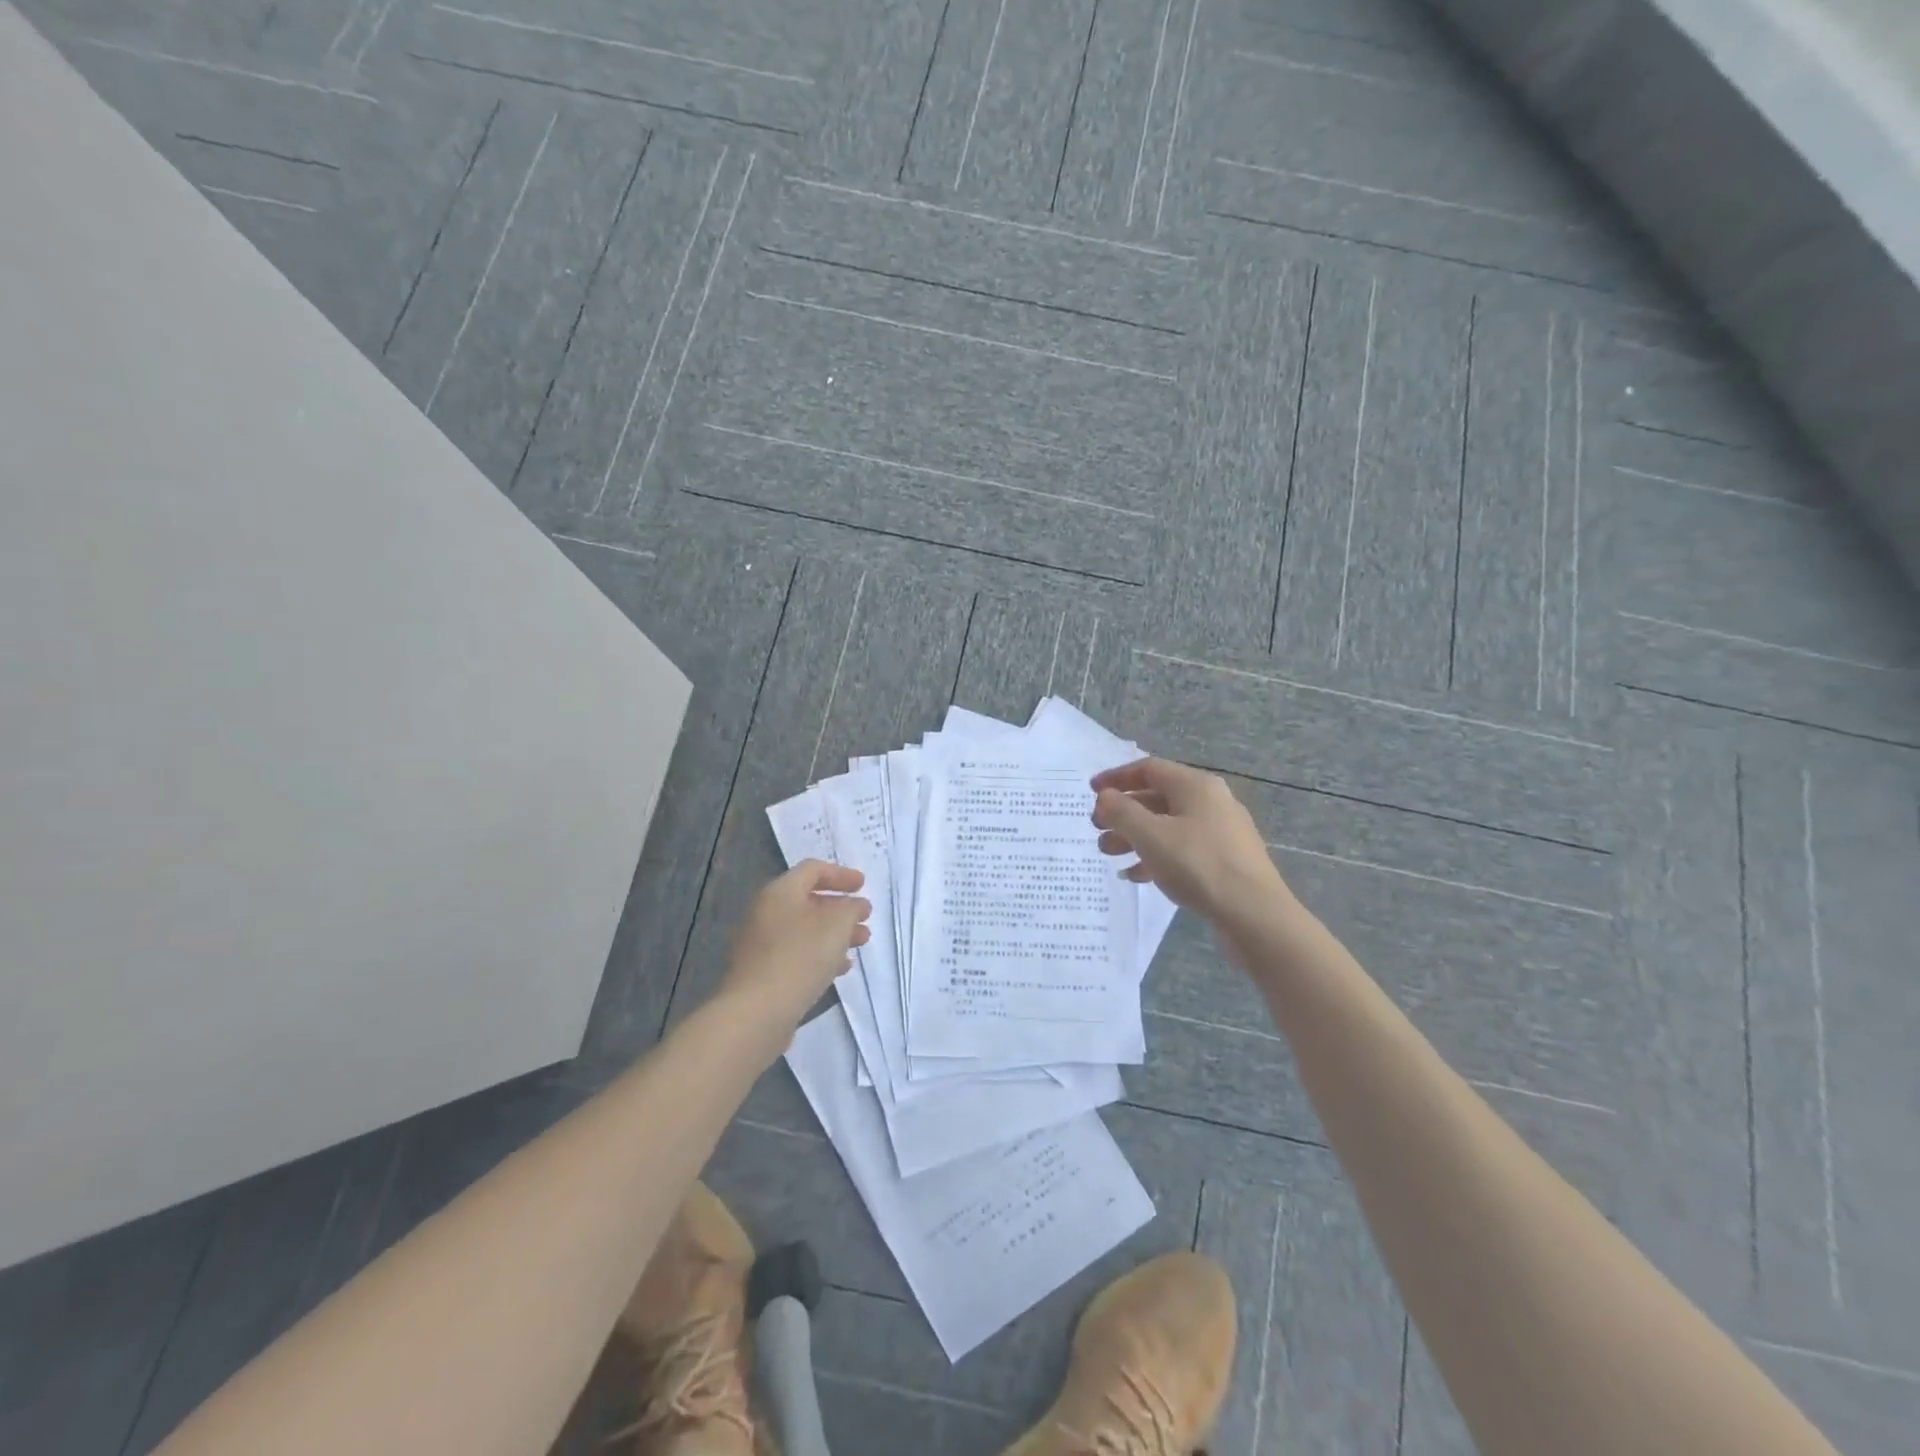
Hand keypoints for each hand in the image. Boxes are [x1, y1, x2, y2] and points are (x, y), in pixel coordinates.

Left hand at [718, 861, 870, 1033]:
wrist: (756, 1013)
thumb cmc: (800, 957)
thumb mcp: (837, 924)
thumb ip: (851, 907)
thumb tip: (855, 905)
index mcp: (779, 892)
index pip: (812, 870)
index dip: (841, 874)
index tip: (863, 886)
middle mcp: (765, 912)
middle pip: (808, 900)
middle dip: (840, 908)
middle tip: (865, 918)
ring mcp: (761, 944)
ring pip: (804, 930)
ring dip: (834, 933)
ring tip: (861, 943)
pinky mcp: (762, 972)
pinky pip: (796, 954)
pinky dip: (820, 954)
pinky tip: (840, 969)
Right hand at [1090, 758, 1290, 921]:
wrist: (1255, 915)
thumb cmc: (1198, 865)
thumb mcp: (1151, 836)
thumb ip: (1122, 812)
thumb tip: (1105, 797)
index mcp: (1196, 786)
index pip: (1149, 769)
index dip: (1116, 778)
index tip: (1090, 792)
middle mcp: (1211, 801)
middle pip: (1157, 798)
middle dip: (1123, 812)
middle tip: (1097, 829)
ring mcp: (1221, 832)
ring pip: (1168, 826)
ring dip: (1135, 836)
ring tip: (1108, 854)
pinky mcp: (1225, 860)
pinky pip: (1182, 849)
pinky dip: (1156, 856)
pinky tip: (1136, 875)